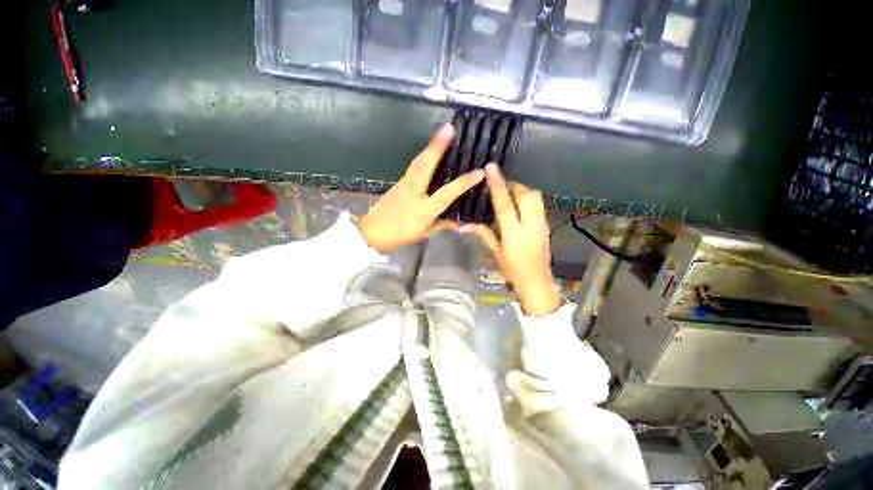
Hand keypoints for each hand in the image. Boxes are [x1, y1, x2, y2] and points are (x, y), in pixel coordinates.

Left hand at [359, 124, 484, 253]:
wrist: (371, 232)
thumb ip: (442, 225)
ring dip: (430, 147)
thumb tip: (461, 223)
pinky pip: (413, 166)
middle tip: (448, 127)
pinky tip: (428, 152)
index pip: (446, 194)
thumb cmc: (399, 235)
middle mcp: (414, 192)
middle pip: (425, 165)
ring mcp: (404, 184)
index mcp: (423, 209)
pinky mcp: (398, 182)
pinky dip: (423, 156)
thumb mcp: (424, 233)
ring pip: (418, 161)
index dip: (463, 183)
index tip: (479, 172)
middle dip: (437, 146)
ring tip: (441, 133)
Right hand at [463, 164, 561, 316]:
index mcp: (514, 234)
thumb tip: (466, 223)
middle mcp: (530, 225)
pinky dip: (528, 198)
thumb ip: (484, 233)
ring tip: (509, 190)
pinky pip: (538, 204)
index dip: (498, 185)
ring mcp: (542, 224)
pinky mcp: (546, 225)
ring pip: (535, 197)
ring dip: (522, 190)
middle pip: (526, 195)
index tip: (492, 168)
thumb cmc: (513, 270)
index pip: (505, 204)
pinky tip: (519, 202)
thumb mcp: (495, 252)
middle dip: (514, 184)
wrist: (537, 282)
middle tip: (501, 183)